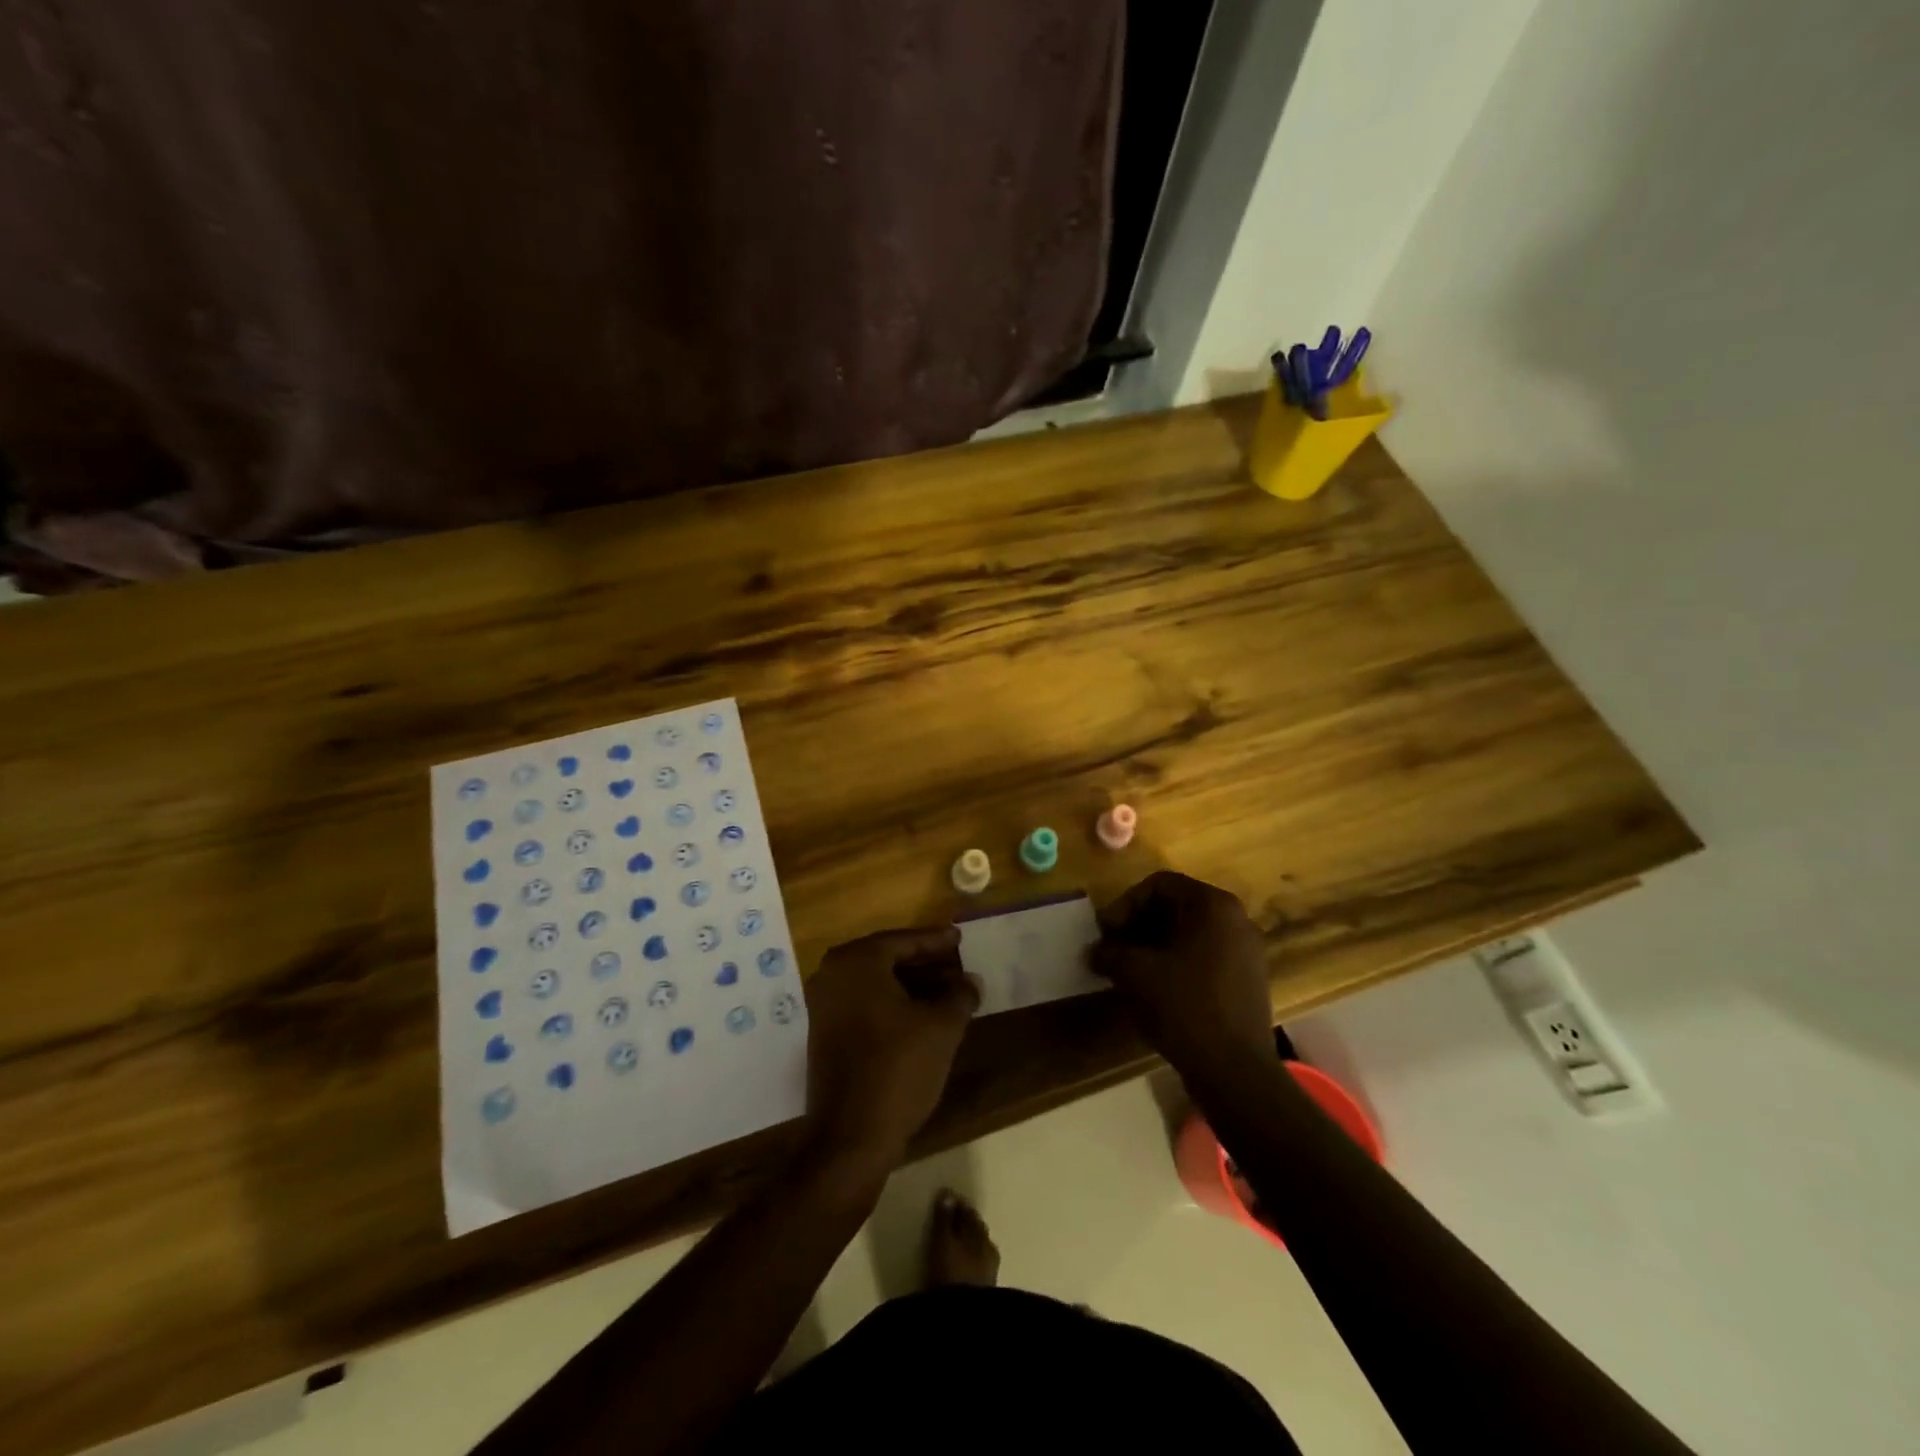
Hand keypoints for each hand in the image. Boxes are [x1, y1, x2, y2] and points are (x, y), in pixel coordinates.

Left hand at [801, 927, 980, 1179]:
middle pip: (887, 958)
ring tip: (948, 990)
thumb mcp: (942, 1027)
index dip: (935, 941)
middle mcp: (833, 974)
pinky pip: (864, 1002)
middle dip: (924, 962)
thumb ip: (960, 995)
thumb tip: (970, 980)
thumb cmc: (897, 1069)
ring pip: (875, 982)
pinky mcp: (824, 1032)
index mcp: (857, 962)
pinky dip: (892, 1002)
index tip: (959, 937)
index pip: (903, 940)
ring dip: (910, 984)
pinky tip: (921, 1014)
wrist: (850, 1137)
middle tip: (956, 962)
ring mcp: (824, 1004)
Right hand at [1089, 871, 1274, 1070]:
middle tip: (1113, 948)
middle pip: (1176, 906)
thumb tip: (1094, 951)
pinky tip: (1155, 987)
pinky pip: (1204, 955)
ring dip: (1155, 945)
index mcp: (1213, 905)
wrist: (1234, 1069)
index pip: (1160, 885)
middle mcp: (1236, 919)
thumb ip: (1110, 952)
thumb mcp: (1135, 972)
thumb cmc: (1184, 1005)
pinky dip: (1176, 962)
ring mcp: (1246, 950)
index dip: (1125, 904)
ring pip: (1190, 933)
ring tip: (1129, 969)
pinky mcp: (1247, 979)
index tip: (1105, 932)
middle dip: (1139, 924)